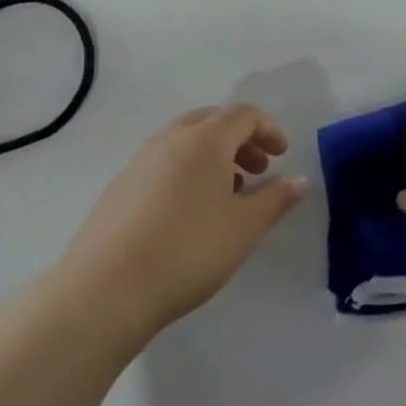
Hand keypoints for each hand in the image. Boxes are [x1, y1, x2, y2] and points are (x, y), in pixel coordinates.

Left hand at [61, 105, 307, 344]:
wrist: (106, 290)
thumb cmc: (188, 251)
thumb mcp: (244, 228)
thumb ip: (276, 199)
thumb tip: (299, 180)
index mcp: (204, 141)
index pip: (243, 114)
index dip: (268, 130)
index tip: (281, 157)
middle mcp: (169, 141)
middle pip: (211, 120)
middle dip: (240, 139)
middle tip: (257, 170)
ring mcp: (139, 162)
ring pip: (184, 142)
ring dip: (213, 156)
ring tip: (226, 194)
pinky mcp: (118, 188)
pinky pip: (162, 163)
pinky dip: (186, 171)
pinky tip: (188, 213)